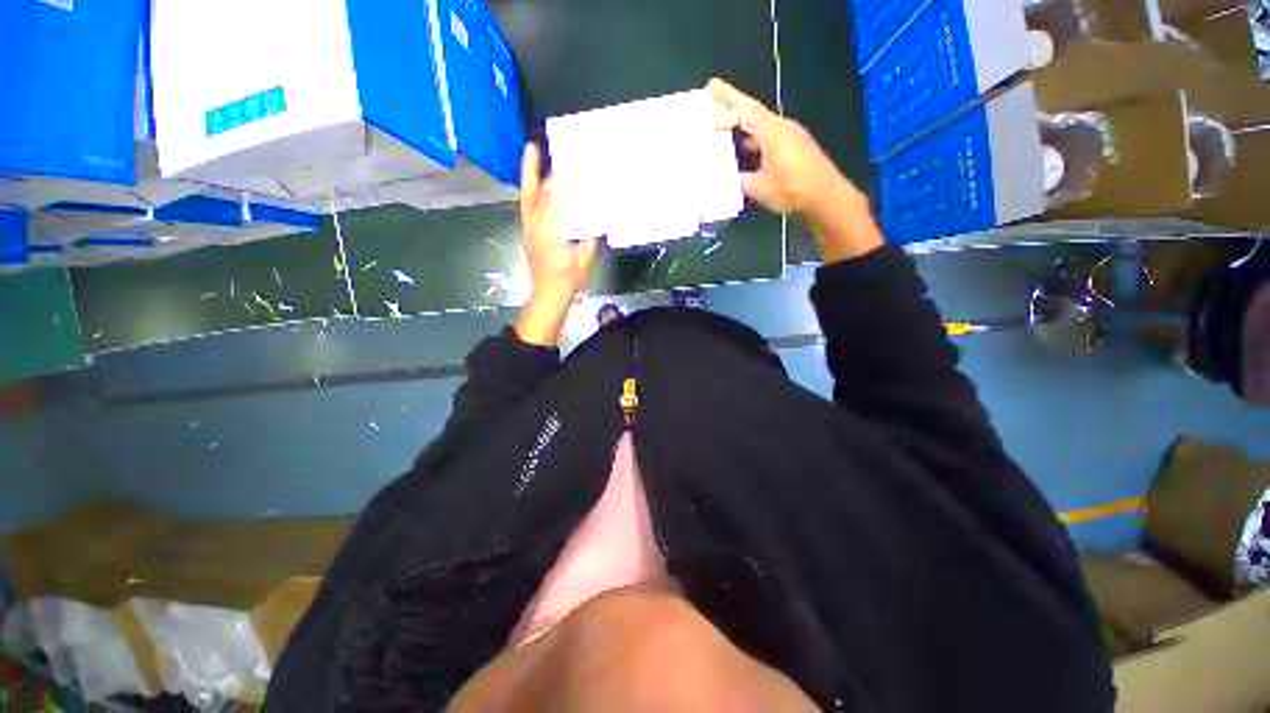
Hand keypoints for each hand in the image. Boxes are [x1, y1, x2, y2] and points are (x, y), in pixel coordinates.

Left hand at [515, 143, 599, 346]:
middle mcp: (534, 226)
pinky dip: (533, 188)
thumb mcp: (584, 257)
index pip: (554, 200)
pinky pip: (529, 204)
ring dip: (529, 175)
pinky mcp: (529, 230)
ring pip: (527, 196)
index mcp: (547, 232)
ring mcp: (528, 227)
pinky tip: (539, 178)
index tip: (575, 166)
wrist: (547, 296)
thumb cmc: (568, 280)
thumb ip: (590, 234)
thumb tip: (601, 211)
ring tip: (531, 154)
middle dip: (531, 169)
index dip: (564, 182)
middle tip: (532, 147)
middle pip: (532, 192)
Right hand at [707, 79, 882, 261]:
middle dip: (731, 99)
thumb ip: (739, 180)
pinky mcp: (799, 145)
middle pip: (751, 108)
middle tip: (712, 88)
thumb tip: (721, 179)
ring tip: (724, 124)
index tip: (708, 109)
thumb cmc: (795, 189)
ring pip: (762, 121)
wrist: (830, 197)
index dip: (724, 108)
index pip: (743, 109)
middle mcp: (781, 126)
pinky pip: (771, 132)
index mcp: (770, 130)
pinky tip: (748, 148)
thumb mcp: (760, 188)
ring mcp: (792, 134)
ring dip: (743, 120)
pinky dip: (756, 134)